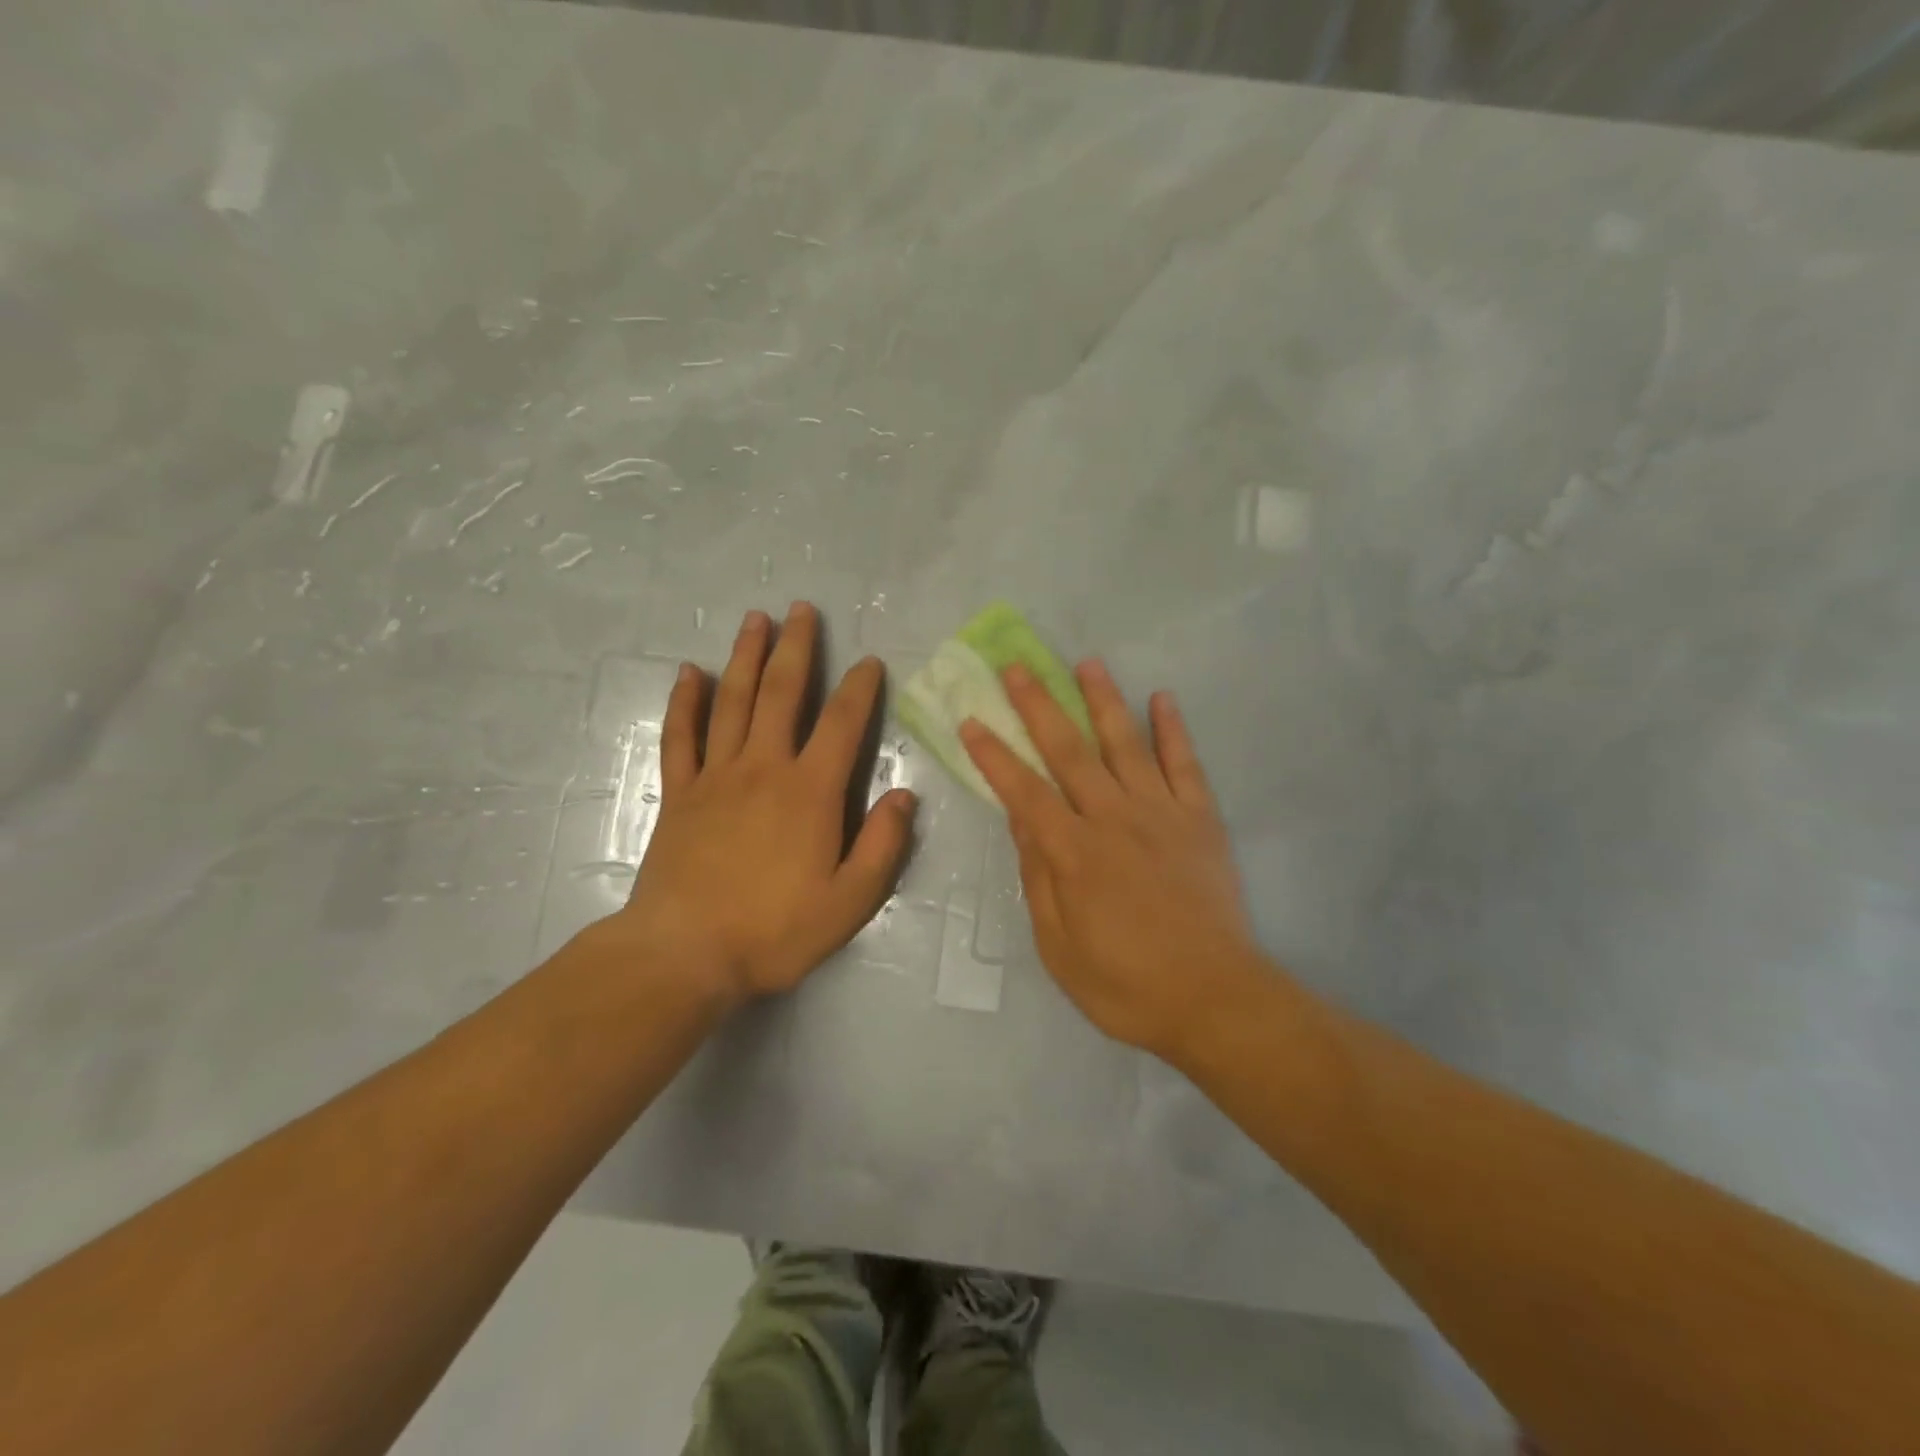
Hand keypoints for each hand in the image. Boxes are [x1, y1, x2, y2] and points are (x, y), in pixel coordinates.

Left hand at [614, 602, 917, 1004]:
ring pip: (732, 702)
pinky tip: (689, 673)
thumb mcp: (850, 901)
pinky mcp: (680, 794)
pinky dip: (685, 702)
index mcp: (810, 792)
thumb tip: (905, 795)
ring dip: (745, 657)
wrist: (685, 954)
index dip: (859, 688)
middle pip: (781, 694)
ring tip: (755, 620)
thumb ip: (883, 845)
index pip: (842, 724)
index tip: (868, 661)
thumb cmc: (775, 930)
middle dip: (795, 649)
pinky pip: (681, 736)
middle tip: (801, 609)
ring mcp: (716, 777)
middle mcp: (763, 768)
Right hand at [959, 660, 1265, 1058]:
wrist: (1215, 999)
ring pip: (1126, 744)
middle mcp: (1114, 818)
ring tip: (1086, 663)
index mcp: (1074, 852)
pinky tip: (1162, 698)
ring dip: (1103, 700)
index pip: (1024, 791)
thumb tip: (1021, 822)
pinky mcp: (1200, 820)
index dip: (994, 755)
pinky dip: (1173, 729)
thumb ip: (1039, 878)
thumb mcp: (1060, 946)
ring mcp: (1161, 813)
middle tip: (1018, 667)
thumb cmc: (1126, 984)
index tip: (972, 720)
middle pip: (1069, 751)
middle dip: (1039, 706)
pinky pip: (1185, 764)